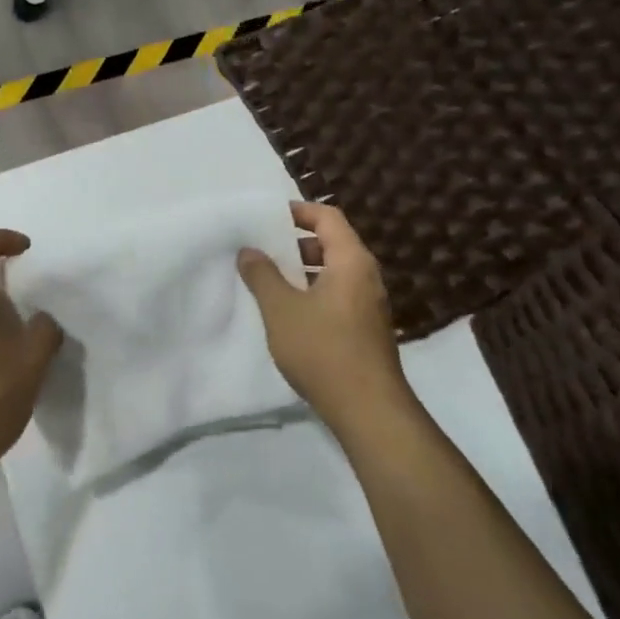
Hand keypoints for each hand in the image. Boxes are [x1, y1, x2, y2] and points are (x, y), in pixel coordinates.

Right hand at [238, 203, 411, 434]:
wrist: (367, 408)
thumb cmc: (322, 349)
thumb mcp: (281, 309)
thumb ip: (262, 275)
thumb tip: (249, 250)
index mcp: (351, 260)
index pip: (328, 217)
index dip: (299, 211)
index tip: (269, 216)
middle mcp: (367, 276)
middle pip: (334, 242)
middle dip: (298, 242)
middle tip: (265, 248)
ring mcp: (370, 304)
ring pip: (335, 272)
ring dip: (304, 269)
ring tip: (271, 279)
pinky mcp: (367, 328)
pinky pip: (339, 294)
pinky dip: (315, 291)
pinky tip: (290, 312)